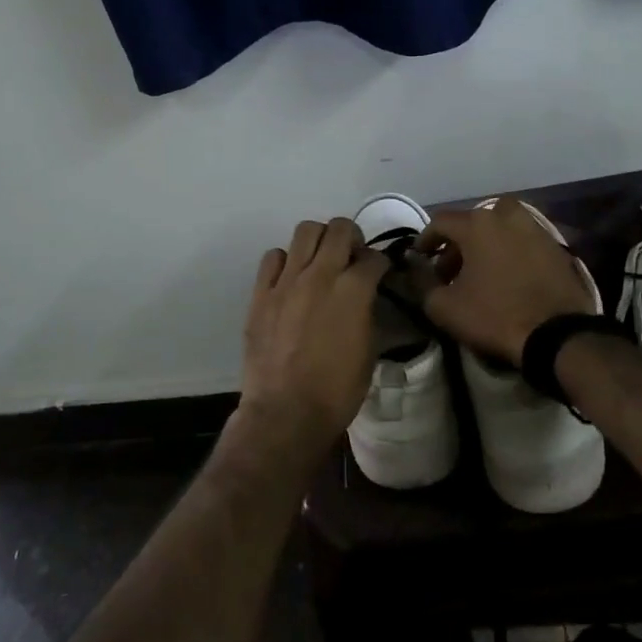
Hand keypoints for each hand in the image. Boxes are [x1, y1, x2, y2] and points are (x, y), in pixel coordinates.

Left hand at [238, 217, 388, 460]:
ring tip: (321, 260)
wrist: (286, 413)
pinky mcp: (261, 293)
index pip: (374, 257)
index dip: (380, 264)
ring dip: (320, 240)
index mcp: (354, 290)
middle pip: (340, 228)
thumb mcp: (370, 350)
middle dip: (352, 237)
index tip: (379, 273)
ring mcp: (287, 281)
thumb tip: (367, 297)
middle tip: (352, 257)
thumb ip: (369, 312)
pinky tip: (291, 279)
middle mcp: (321, 274)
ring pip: (305, 230)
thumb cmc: (337, 390)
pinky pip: (273, 257)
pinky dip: (286, 261)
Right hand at [415, 198, 596, 366]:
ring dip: (486, 243)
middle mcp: (506, 216)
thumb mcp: (445, 307)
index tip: (420, 258)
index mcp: (478, 224)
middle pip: (473, 221)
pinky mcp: (555, 246)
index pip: (441, 222)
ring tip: (481, 272)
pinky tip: (508, 276)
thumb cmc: (495, 315)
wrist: (557, 334)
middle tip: (451, 269)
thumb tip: (417, 270)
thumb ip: (423, 284)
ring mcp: (535, 228)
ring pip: (501, 227)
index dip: (426, 239)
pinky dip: (510, 251)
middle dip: (458, 242)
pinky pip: (523, 240)